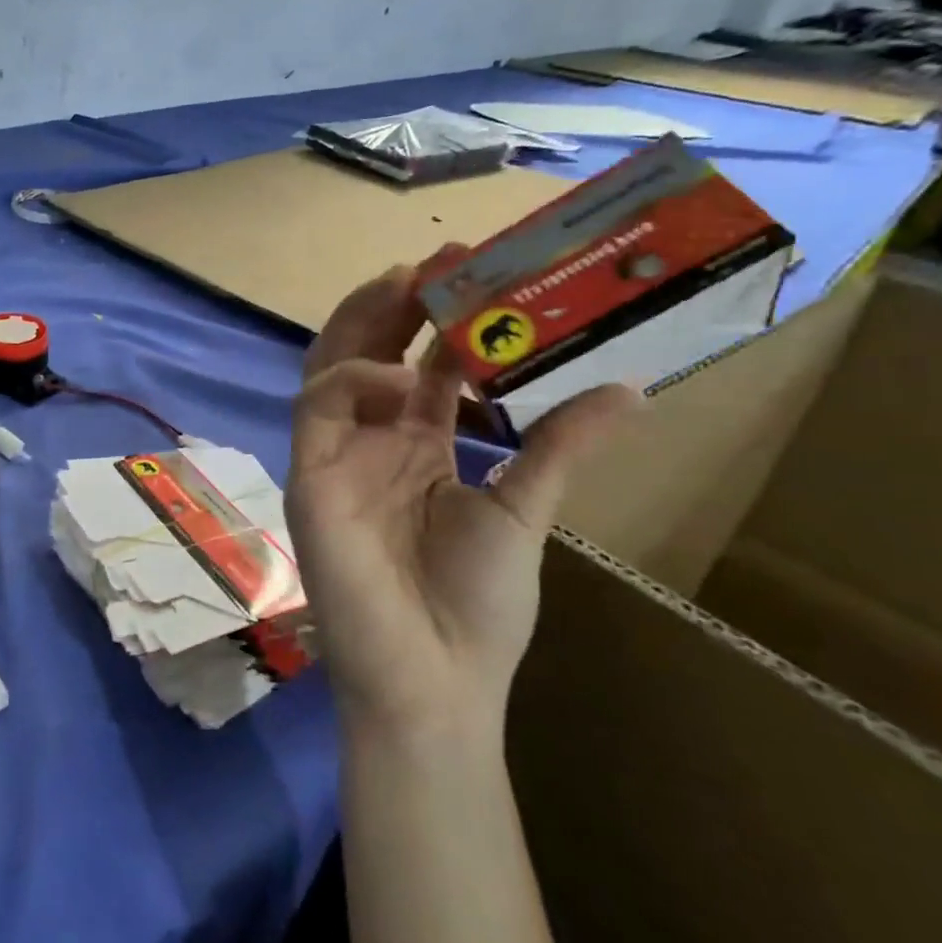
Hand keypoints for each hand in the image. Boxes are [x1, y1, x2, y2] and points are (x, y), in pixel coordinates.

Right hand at [287, 264, 637, 735]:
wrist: (432, 680)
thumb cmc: (475, 607)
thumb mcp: (523, 511)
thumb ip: (559, 445)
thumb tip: (631, 388)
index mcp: (417, 447)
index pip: (420, 367)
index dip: (441, 322)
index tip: (475, 274)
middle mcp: (371, 441)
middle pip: (367, 352)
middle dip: (393, 305)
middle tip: (434, 262)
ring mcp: (336, 455)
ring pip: (330, 365)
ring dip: (361, 322)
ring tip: (402, 283)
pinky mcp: (309, 475)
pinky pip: (316, 407)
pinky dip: (352, 378)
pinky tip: (397, 374)